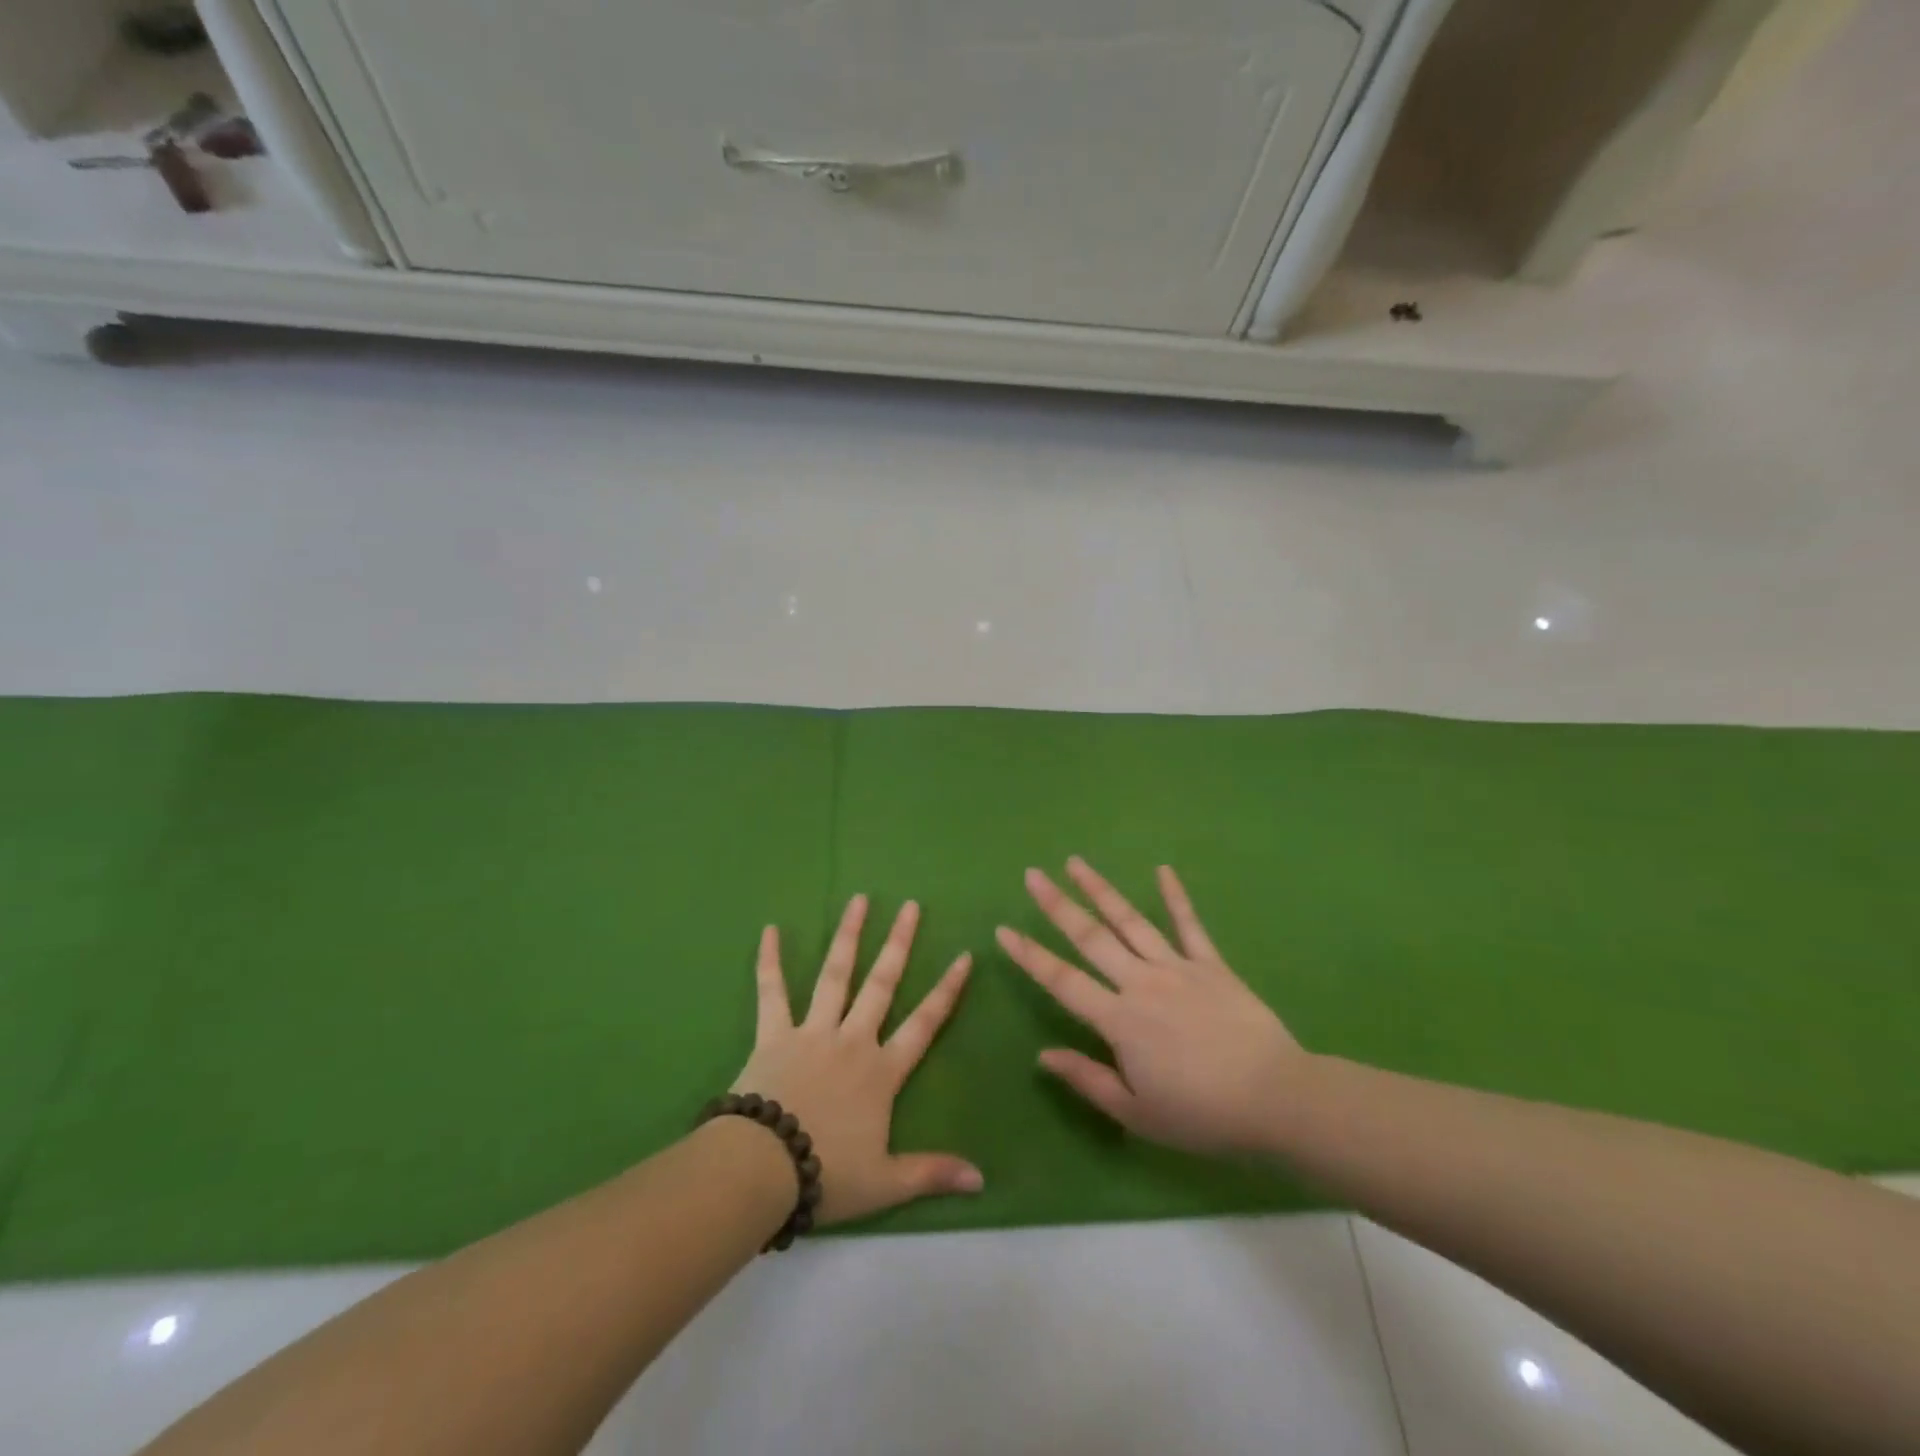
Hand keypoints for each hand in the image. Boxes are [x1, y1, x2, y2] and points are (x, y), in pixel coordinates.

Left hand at [732, 895, 981, 1223]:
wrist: (762, 1169)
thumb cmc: (827, 1173)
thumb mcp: (886, 1183)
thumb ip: (932, 1173)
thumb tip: (982, 1180)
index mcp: (881, 1071)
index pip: (924, 1024)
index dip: (946, 991)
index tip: (963, 956)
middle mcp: (852, 1040)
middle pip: (881, 984)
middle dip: (899, 944)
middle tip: (910, 906)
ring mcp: (812, 1031)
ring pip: (835, 975)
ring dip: (848, 937)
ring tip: (859, 900)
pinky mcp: (774, 1034)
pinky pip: (772, 991)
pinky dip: (769, 961)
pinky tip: (770, 930)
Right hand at [998, 858, 1311, 1157]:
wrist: (1275, 1097)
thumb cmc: (1201, 1113)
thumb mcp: (1137, 1112)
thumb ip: (1088, 1079)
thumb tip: (1043, 1055)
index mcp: (1119, 1019)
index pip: (1063, 981)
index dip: (1030, 956)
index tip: (1003, 930)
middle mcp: (1141, 982)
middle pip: (1091, 937)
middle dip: (1057, 905)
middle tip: (1032, 875)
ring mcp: (1177, 967)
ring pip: (1130, 921)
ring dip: (1100, 890)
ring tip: (1076, 862)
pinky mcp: (1211, 964)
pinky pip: (1189, 925)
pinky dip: (1176, 896)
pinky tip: (1163, 869)